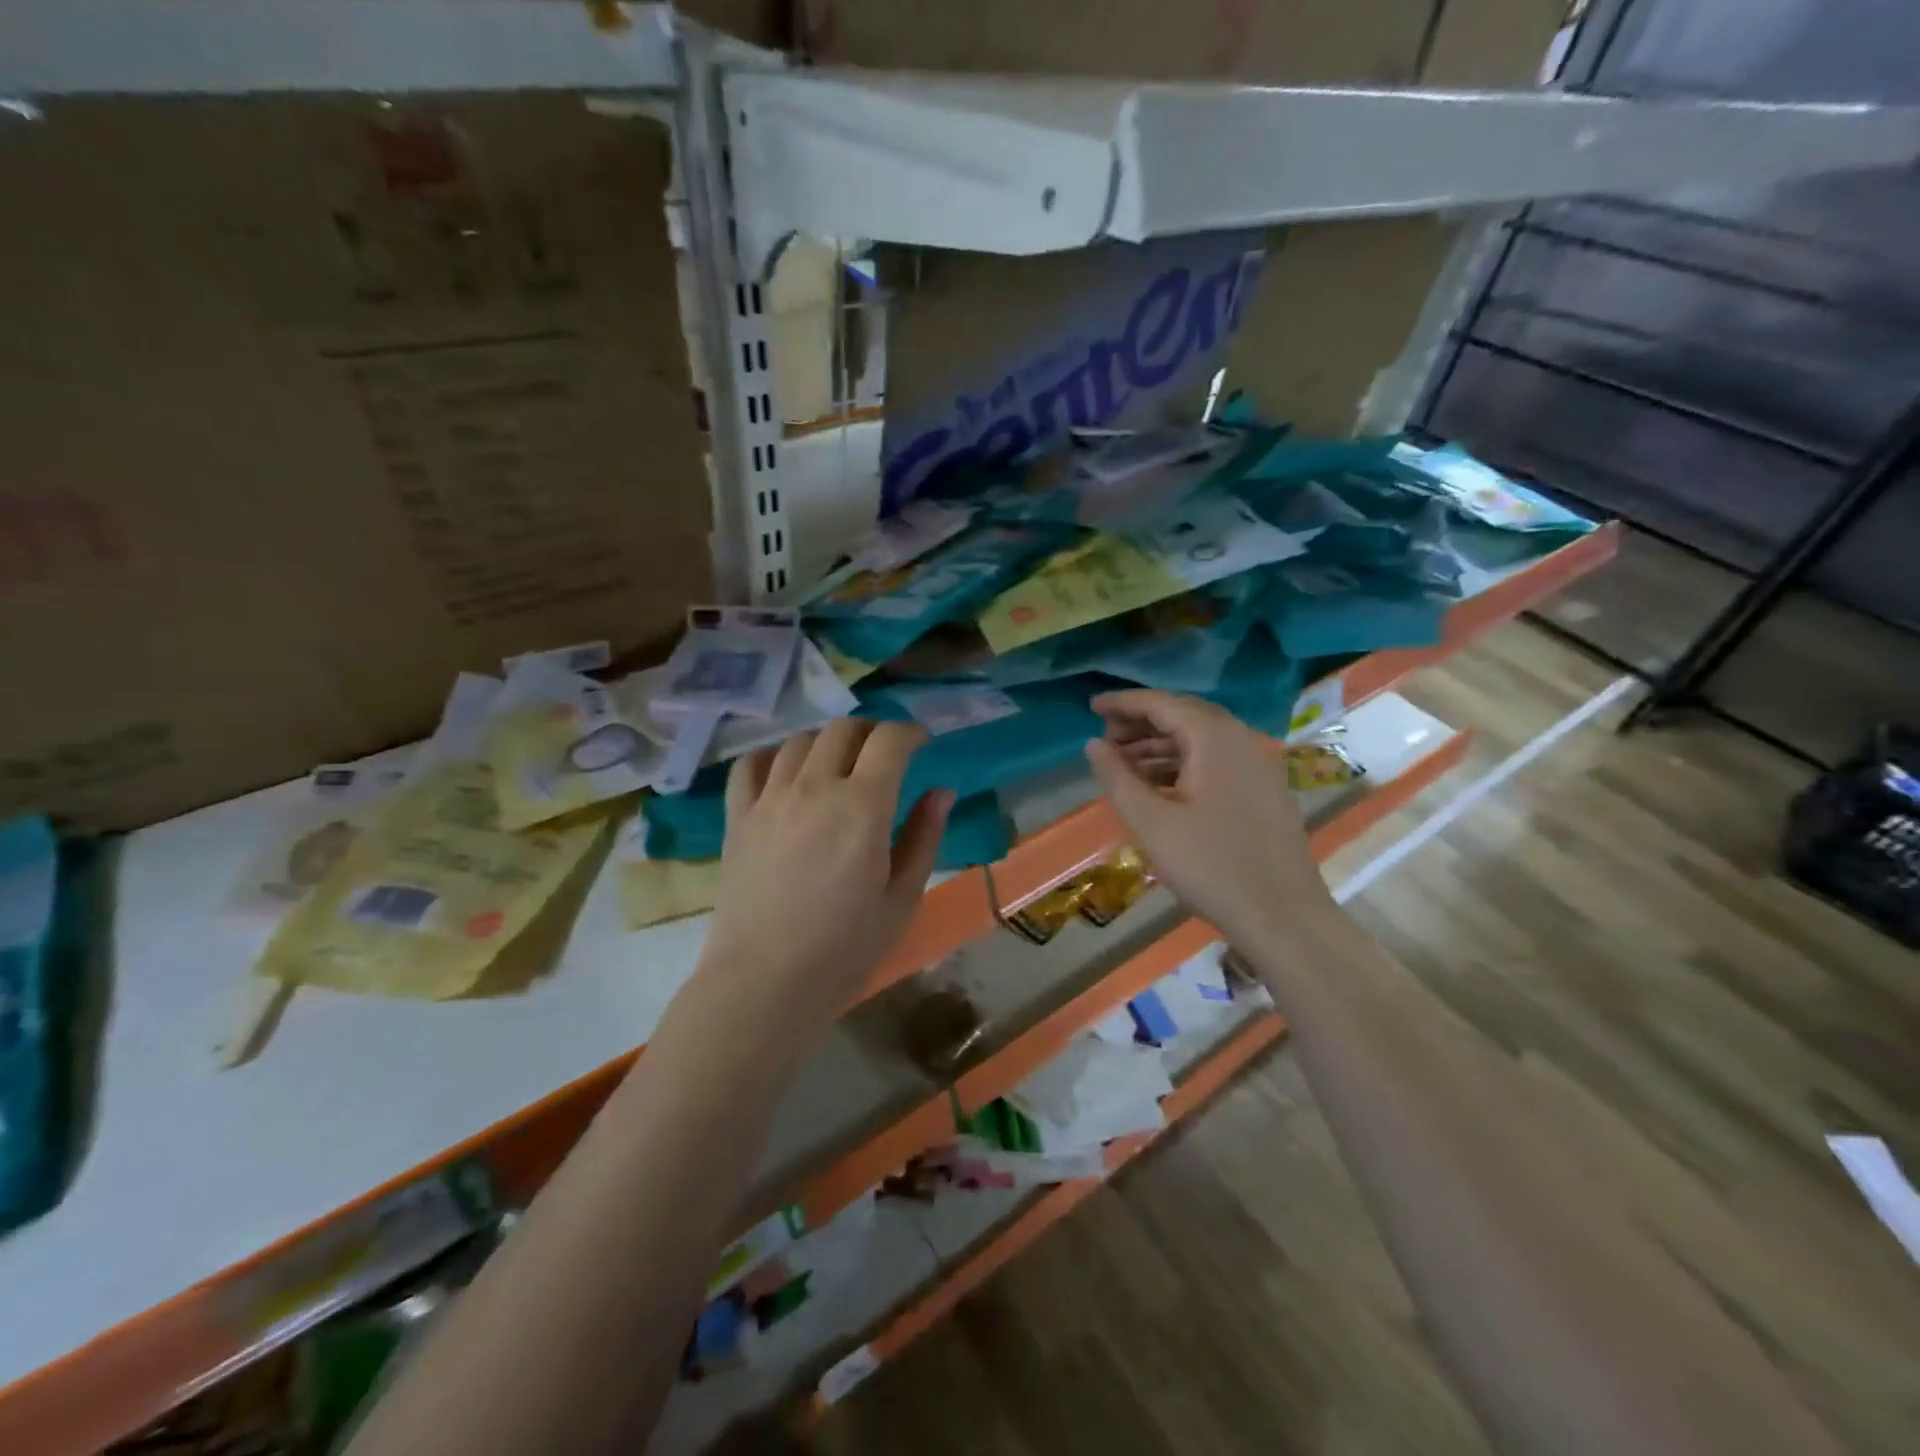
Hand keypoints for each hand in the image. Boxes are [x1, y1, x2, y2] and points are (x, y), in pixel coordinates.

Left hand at [695, 719, 951, 1034]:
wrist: (765, 982)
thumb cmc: (845, 948)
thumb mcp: (902, 897)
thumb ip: (924, 837)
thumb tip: (941, 792)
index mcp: (862, 806)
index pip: (889, 740)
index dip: (910, 733)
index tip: (920, 744)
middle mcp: (814, 787)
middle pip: (843, 729)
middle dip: (871, 731)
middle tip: (883, 754)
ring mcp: (770, 799)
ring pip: (799, 741)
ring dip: (827, 741)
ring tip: (838, 764)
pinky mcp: (738, 817)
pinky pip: (750, 765)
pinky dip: (773, 757)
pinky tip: (785, 772)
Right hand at [1085, 690, 1333, 946]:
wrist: (1282, 916)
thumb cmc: (1210, 866)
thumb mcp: (1151, 822)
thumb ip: (1117, 778)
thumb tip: (1093, 744)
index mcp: (1214, 739)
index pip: (1162, 704)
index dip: (1124, 703)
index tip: (1091, 706)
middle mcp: (1240, 740)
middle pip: (1184, 716)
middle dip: (1141, 722)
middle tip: (1106, 738)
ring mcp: (1257, 766)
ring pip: (1201, 740)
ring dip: (1160, 745)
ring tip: (1124, 765)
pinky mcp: (1263, 791)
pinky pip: (1216, 761)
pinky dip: (1183, 764)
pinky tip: (1160, 787)